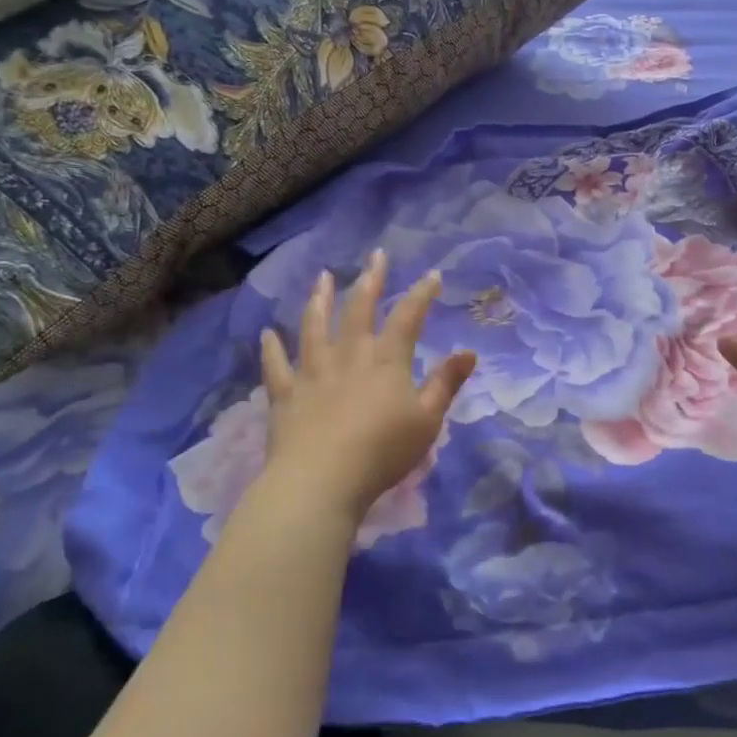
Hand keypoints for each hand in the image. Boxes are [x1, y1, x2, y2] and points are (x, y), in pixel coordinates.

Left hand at [257, 252, 476, 527]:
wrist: (322, 481)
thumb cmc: (383, 452)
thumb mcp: (427, 420)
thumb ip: (446, 384)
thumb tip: (469, 351)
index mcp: (387, 361)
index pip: (408, 318)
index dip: (421, 294)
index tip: (433, 275)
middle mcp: (349, 356)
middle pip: (359, 310)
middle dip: (370, 281)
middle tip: (375, 256)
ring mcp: (313, 373)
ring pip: (315, 328)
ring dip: (319, 300)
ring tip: (322, 278)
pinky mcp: (286, 395)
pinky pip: (276, 367)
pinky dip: (271, 349)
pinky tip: (267, 334)